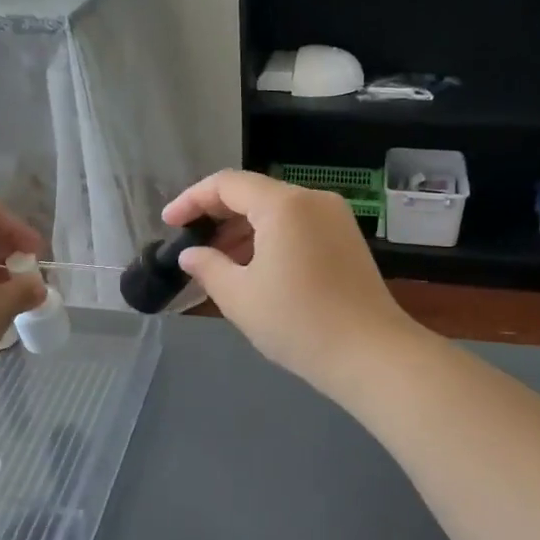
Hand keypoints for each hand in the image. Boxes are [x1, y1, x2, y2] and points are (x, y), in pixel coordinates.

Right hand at [163, 170, 415, 389]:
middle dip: (217, 216)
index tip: (168, 223)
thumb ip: (207, 267)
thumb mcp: (239, 296)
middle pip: (253, 193)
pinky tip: (254, 268)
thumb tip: (191, 254)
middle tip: (191, 244)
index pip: (226, 184)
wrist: (371, 355)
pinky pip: (298, 225)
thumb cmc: (297, 322)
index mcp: (283, 204)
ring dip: (243, 230)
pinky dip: (269, 238)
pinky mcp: (347, 239)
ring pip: (277, 211)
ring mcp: (335, 218)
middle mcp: (312, 199)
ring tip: (218, 262)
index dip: (192, 200)